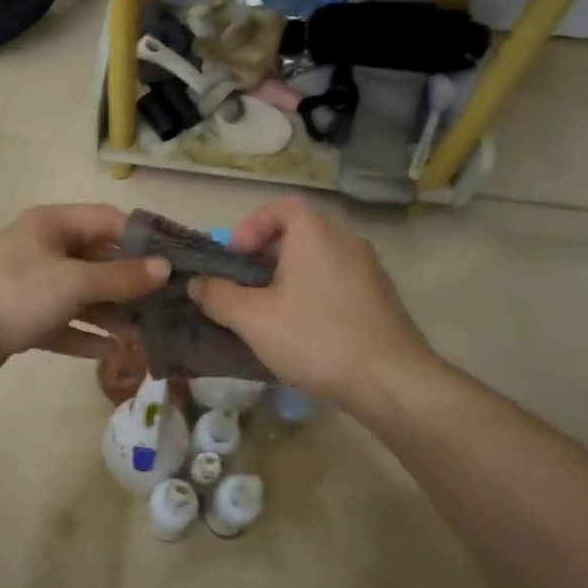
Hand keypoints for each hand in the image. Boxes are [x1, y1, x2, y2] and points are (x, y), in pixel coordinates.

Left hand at [0, 204, 169, 384]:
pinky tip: (112, 351)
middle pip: (97, 259)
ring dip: (111, 313)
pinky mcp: (23, 317)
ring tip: (144, 334)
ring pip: (82, 294)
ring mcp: (31, 284)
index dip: (142, 238)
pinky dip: (85, 334)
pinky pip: (63, 322)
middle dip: (129, 282)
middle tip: (165, 302)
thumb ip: (121, 276)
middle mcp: (43, 248)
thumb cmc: (17, 295)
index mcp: (52, 225)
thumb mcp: (75, 281)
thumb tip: (165, 269)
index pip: (108, 221)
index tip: (174, 259)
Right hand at [187, 197, 436, 406]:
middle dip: (264, 256)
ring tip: (268, 311)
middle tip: (243, 287)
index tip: (233, 260)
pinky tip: (303, 329)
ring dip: (288, 276)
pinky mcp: (380, 296)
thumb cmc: (314, 338)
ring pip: (318, 259)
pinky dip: (313, 292)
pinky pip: (337, 280)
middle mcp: (345, 239)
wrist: (390, 380)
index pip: (279, 207)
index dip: (250, 228)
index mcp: (314, 232)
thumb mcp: (252, 319)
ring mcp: (369, 267)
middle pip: (298, 232)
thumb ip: (218, 296)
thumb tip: (197, 283)